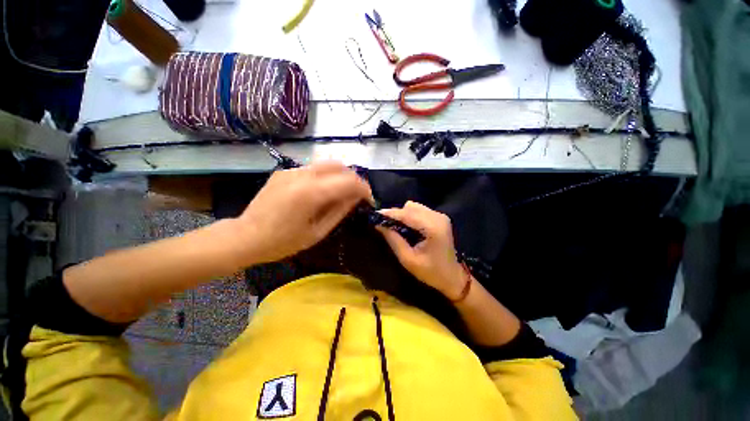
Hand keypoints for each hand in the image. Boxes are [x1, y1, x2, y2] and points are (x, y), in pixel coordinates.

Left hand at [235, 161, 372, 264]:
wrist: (245, 236)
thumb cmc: (282, 242)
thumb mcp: (318, 232)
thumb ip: (340, 211)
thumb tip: (356, 197)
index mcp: (311, 193)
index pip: (349, 181)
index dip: (364, 190)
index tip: (368, 201)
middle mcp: (302, 174)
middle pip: (340, 166)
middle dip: (354, 179)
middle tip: (357, 196)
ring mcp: (292, 170)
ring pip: (327, 164)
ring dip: (341, 176)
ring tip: (342, 193)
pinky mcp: (285, 171)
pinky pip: (313, 169)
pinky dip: (325, 177)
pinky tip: (321, 192)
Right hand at [376, 201, 465, 299]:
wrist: (453, 277)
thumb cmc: (431, 272)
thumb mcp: (408, 259)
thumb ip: (393, 239)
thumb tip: (378, 225)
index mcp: (432, 227)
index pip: (406, 214)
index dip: (389, 213)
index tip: (375, 215)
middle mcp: (438, 217)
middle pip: (410, 207)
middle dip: (395, 214)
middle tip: (384, 224)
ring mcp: (440, 216)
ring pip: (414, 207)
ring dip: (402, 215)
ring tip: (395, 227)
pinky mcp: (440, 217)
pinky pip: (419, 210)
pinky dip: (410, 216)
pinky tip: (406, 227)